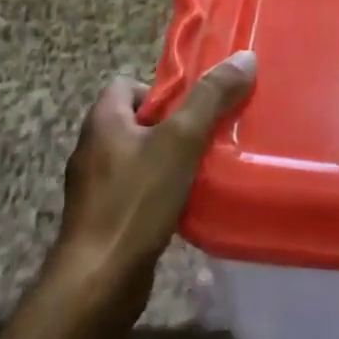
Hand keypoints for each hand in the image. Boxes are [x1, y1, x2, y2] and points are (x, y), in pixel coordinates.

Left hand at [46, 52, 256, 334]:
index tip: (196, 107)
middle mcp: (93, 148)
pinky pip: (139, 190)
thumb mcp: (181, 140)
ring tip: (207, 168)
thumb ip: (210, 98)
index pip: (130, 83)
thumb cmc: (136, 201)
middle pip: (140, 120)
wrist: (99, 281)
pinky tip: (188, 203)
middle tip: (211, 135)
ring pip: (142, 157)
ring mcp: (97, 187)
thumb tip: (244, 57)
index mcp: (103, 120)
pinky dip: (163, 191)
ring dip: (172, 160)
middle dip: (176, 126)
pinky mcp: (105, 218)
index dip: (164, 90)